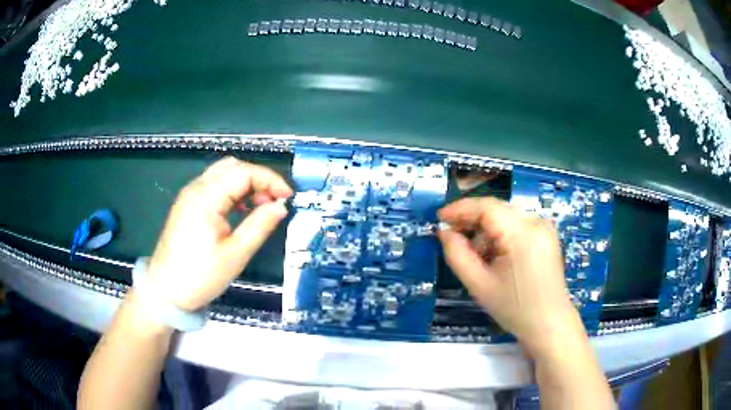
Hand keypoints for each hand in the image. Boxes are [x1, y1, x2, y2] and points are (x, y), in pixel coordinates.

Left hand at [146, 157, 292, 311]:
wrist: (165, 291)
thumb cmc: (200, 276)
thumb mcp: (235, 255)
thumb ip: (260, 225)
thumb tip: (281, 206)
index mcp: (206, 198)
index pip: (244, 172)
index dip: (270, 180)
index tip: (288, 198)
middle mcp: (196, 188)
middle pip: (233, 166)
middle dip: (258, 178)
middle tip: (275, 200)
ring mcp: (189, 195)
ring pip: (222, 173)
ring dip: (245, 183)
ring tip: (261, 205)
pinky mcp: (187, 204)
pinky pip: (213, 185)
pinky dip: (232, 190)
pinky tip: (241, 209)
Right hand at [438, 197, 583, 358]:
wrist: (549, 324)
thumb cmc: (514, 309)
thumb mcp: (479, 285)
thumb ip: (457, 255)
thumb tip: (444, 232)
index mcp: (523, 234)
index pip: (487, 207)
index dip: (461, 208)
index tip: (439, 218)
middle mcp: (537, 223)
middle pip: (497, 211)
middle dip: (472, 222)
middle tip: (452, 237)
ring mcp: (545, 228)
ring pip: (506, 218)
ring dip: (487, 232)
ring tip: (477, 258)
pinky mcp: (547, 236)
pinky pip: (517, 226)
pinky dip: (501, 236)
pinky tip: (495, 258)